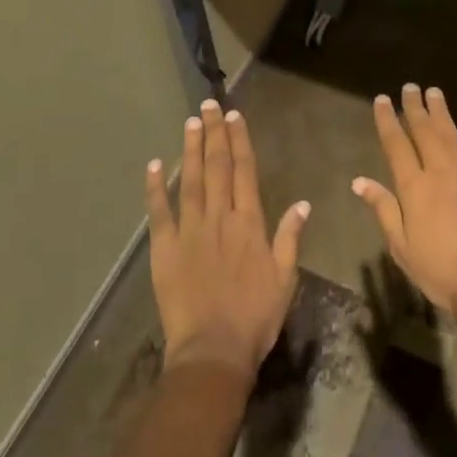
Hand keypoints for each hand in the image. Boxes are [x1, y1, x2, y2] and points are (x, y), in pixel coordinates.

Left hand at [146, 100, 309, 379]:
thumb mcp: (285, 278)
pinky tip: (154, 164)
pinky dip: (155, 187)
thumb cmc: (255, 317)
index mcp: (248, 222)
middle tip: (209, 105)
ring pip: (190, 180)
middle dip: (214, 133)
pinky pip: (159, 211)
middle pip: (217, 166)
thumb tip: (302, 203)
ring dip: (191, 149)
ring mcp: (190, 230)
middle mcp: (219, 217)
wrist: (214, 351)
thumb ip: (290, 237)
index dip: (239, 141)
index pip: (244, 171)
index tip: (234, 116)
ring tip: (190, 122)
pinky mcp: (165, 248)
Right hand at [351, 84, 456, 311]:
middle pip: (425, 132)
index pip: (396, 145)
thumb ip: (383, 209)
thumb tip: (359, 181)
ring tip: (435, 93)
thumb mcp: (401, 246)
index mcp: (414, 187)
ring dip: (442, 114)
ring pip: (452, 136)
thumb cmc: (439, 271)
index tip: (383, 99)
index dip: (388, 120)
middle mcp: (440, 172)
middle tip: (410, 87)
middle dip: (415, 108)